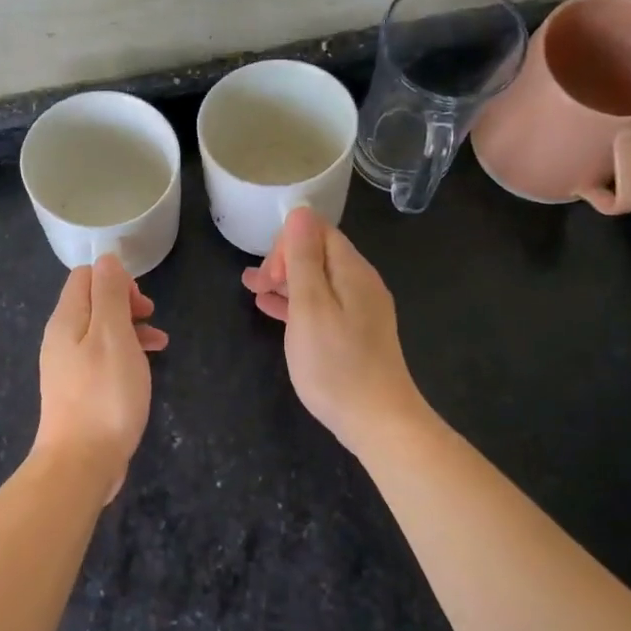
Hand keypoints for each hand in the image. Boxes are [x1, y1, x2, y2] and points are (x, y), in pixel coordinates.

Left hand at [33, 255, 167, 499]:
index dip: (116, 280)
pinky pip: (102, 358)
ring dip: (131, 329)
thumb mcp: (113, 336)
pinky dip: (125, 354)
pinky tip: (146, 368)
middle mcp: (61, 338)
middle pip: (92, 303)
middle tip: (151, 318)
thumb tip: (106, 260)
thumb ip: (110, 294)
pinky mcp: (79, 391)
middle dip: (126, 303)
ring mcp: (68, 367)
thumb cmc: (104, 395)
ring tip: (160, 343)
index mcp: (66, 320)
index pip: (85, 276)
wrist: (81, 462)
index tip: (141, 303)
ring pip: (101, 331)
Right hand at [242, 208, 425, 455]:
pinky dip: (297, 304)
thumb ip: (304, 258)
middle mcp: (361, 284)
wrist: (376, 419)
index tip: (268, 274)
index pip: (318, 232)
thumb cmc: (335, 363)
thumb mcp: (311, 306)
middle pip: (319, 254)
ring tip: (253, 291)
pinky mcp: (356, 334)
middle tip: (255, 285)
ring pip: (318, 282)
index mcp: (352, 271)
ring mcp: (361, 310)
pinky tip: (273, 310)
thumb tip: (300, 212)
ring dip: (286, 282)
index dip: (287, 244)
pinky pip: (323, 305)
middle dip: (284, 262)